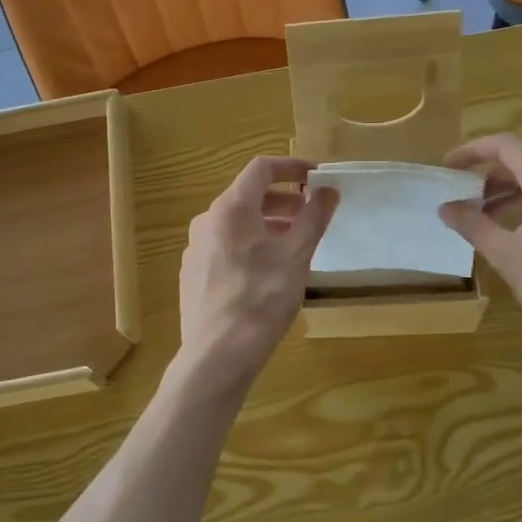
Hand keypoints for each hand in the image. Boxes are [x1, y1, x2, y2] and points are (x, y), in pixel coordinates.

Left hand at [178, 157, 338, 385]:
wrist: (218, 354)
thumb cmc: (262, 297)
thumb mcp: (297, 255)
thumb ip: (314, 217)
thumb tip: (328, 190)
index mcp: (230, 208)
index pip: (261, 169)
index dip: (292, 167)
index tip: (317, 177)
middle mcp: (207, 220)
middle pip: (247, 196)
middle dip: (283, 200)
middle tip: (311, 213)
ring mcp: (195, 248)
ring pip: (236, 223)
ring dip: (267, 223)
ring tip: (294, 243)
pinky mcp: (193, 274)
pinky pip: (225, 246)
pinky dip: (249, 244)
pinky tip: (267, 271)